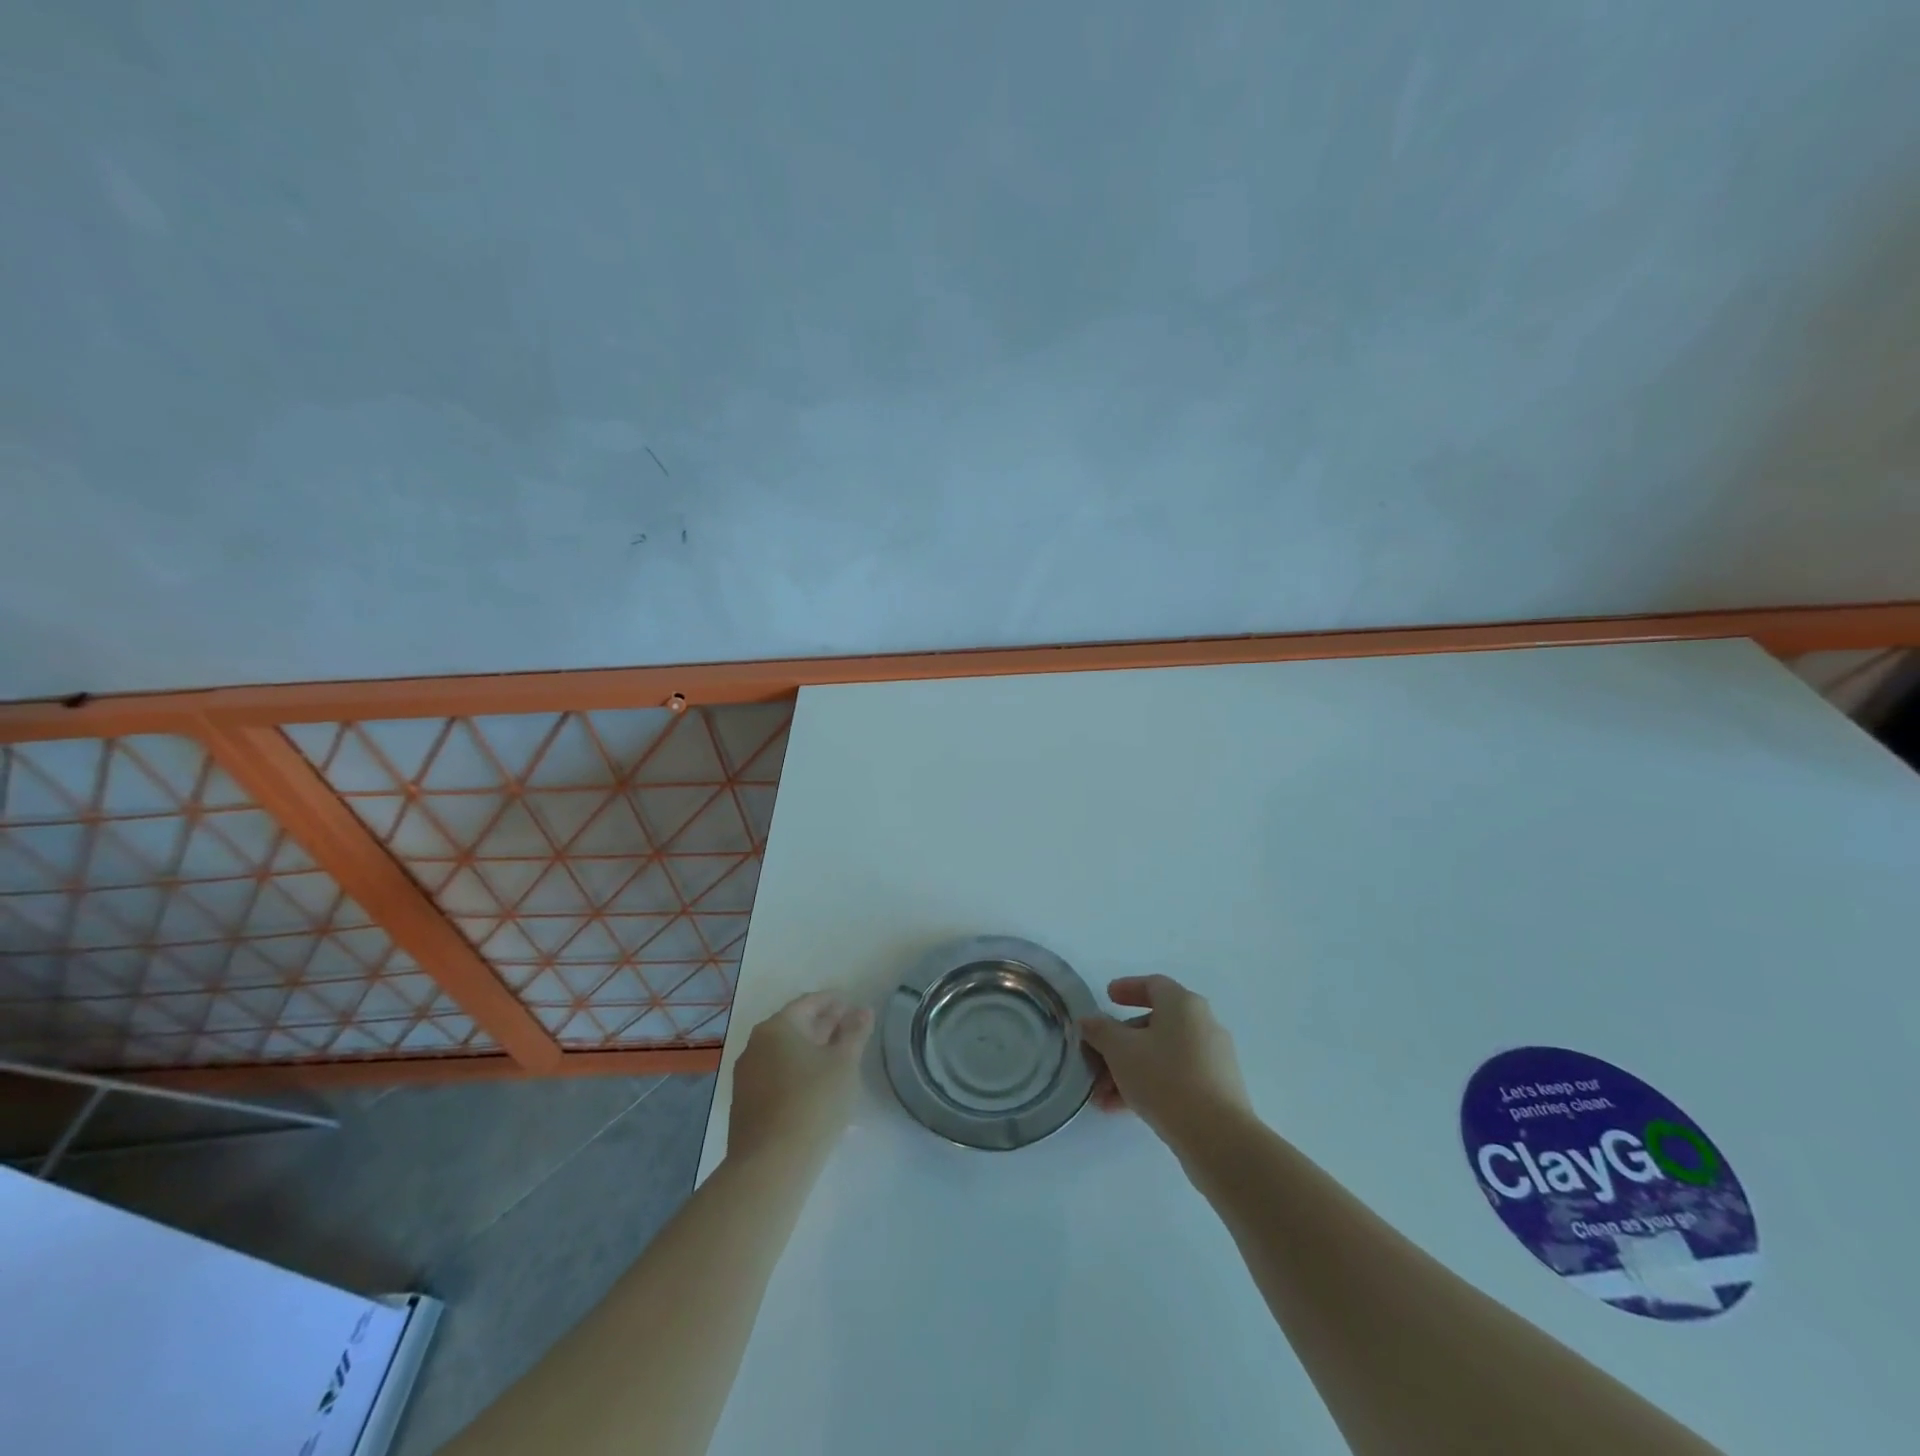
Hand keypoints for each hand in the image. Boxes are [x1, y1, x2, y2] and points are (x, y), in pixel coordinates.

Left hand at [728, 992, 873, 1168]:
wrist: (770, 1165)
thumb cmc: (813, 1102)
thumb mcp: (844, 1064)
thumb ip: (855, 1033)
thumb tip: (863, 1011)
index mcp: (777, 1027)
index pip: (808, 1003)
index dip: (832, 1001)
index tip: (851, 1003)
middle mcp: (756, 1045)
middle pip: (794, 1027)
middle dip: (823, 1025)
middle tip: (849, 1027)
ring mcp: (747, 1076)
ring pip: (785, 1053)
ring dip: (811, 1050)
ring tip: (837, 1057)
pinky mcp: (745, 1104)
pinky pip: (776, 1076)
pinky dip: (798, 1072)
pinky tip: (816, 1086)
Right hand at [1081, 975, 1250, 1153]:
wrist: (1217, 1136)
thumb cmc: (1164, 1078)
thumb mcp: (1121, 1050)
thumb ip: (1100, 1031)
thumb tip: (1088, 1021)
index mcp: (1183, 1004)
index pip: (1153, 984)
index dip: (1127, 988)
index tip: (1107, 997)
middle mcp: (1202, 1024)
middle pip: (1154, 1024)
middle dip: (1120, 1043)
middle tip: (1097, 1060)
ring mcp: (1213, 1058)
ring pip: (1162, 1054)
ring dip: (1130, 1070)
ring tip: (1103, 1096)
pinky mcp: (1217, 1089)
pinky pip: (1176, 1077)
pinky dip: (1150, 1085)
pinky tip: (1123, 1109)